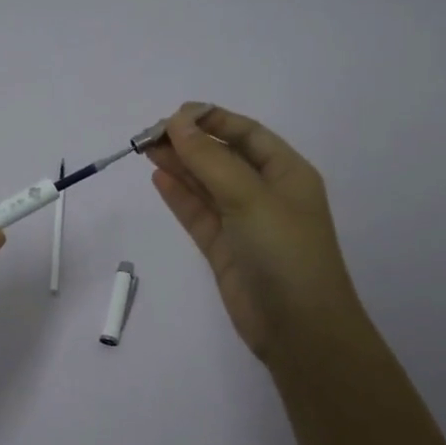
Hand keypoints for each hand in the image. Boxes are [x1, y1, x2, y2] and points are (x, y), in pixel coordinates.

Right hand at [147, 104, 370, 363]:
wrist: (299, 329)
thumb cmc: (284, 252)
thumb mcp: (249, 197)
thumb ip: (210, 159)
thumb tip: (177, 122)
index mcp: (287, 172)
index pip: (246, 133)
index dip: (212, 119)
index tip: (174, 115)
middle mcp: (266, 192)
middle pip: (223, 157)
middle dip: (189, 143)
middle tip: (149, 134)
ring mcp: (244, 222)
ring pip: (207, 185)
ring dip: (180, 166)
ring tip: (146, 150)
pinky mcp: (225, 249)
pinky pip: (199, 214)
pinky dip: (180, 196)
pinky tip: (158, 178)